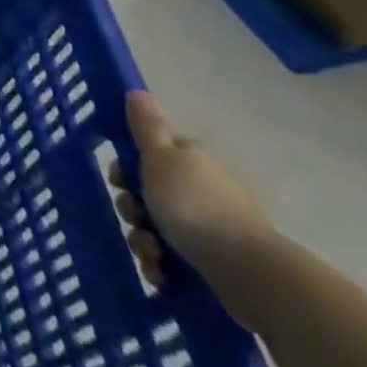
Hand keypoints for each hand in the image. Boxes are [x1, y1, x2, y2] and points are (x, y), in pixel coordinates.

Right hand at [109, 91, 272, 295]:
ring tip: (152, 256)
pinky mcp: (210, 261)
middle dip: (132, 210)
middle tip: (135, 218)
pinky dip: (161, 267)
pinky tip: (161, 275)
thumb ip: (146, 127)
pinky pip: (171, 260)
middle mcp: (198, 189)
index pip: (148, 155)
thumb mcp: (160, 158)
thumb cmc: (194, 206)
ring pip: (154, 229)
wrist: (247, 271)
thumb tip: (137, 92)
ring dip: (143, 242)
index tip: (119, 180)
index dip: (126, 167)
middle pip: (146, 194)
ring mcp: (206, 227)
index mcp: (188, 161)